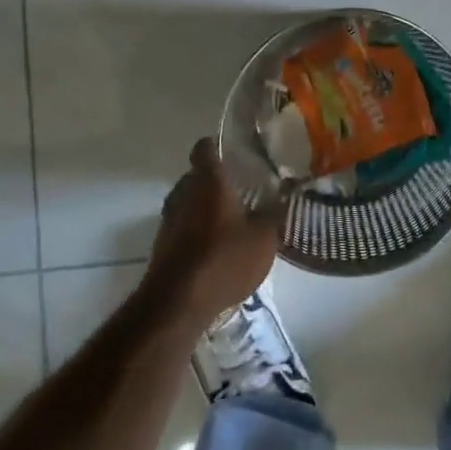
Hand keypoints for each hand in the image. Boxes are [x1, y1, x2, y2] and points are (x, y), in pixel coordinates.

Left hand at [143, 139, 279, 326]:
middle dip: (217, 180)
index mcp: (208, 181)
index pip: (205, 147)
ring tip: (233, 219)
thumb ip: (274, 211)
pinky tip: (218, 247)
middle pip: (198, 175)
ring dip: (206, 207)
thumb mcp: (264, 237)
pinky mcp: (163, 245)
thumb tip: (287, 191)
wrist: (177, 304)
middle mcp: (183, 192)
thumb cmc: (224, 259)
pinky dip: (198, 230)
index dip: (219, 145)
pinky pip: (183, 226)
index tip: (237, 151)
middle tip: (244, 187)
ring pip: (189, 201)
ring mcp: (169, 219)